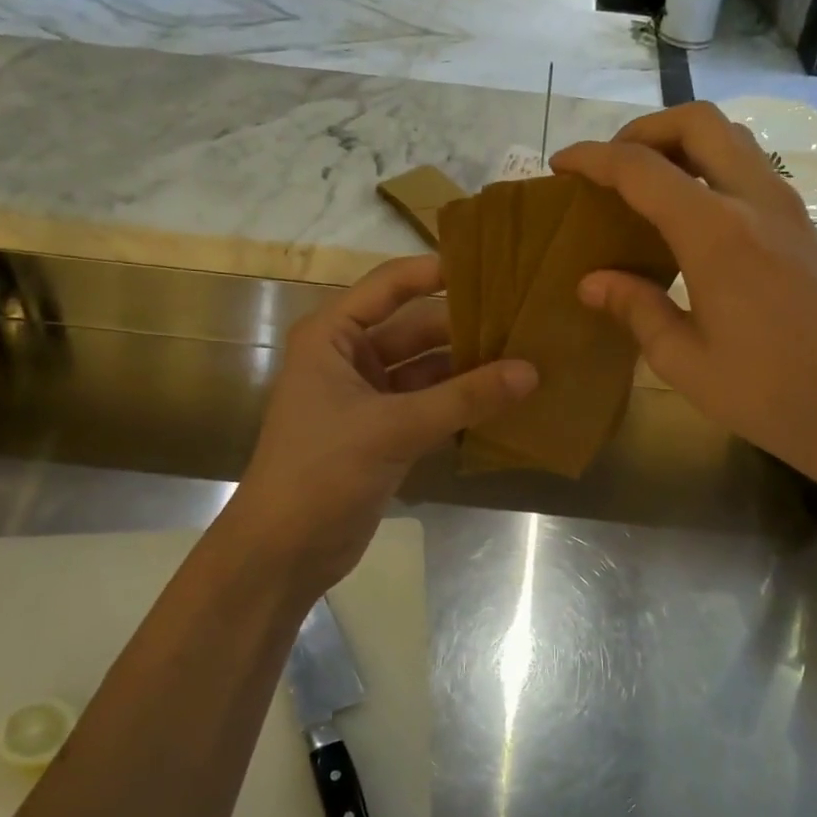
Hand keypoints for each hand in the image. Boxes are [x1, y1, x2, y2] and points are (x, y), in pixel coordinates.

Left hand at [218, 255, 536, 591]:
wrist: (285, 551)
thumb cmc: (322, 471)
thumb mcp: (394, 427)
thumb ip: (464, 398)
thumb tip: (531, 371)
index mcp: (333, 336)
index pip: (390, 286)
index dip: (436, 272)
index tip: (493, 265)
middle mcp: (351, 358)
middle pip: (417, 329)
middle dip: (466, 329)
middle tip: (527, 321)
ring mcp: (370, 398)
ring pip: (429, 371)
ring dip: (470, 370)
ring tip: (529, 358)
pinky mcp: (386, 434)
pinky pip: (432, 406)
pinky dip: (463, 405)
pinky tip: (507, 400)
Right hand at [551, 102, 816, 493]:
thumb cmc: (768, 394)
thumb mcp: (683, 361)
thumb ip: (635, 309)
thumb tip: (592, 281)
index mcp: (716, 233)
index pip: (642, 169)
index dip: (594, 159)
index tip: (561, 166)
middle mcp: (755, 202)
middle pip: (698, 122)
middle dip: (645, 129)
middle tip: (611, 166)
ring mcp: (788, 209)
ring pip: (733, 138)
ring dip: (683, 143)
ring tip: (647, 183)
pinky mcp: (805, 227)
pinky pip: (752, 170)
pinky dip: (712, 168)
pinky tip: (692, 216)